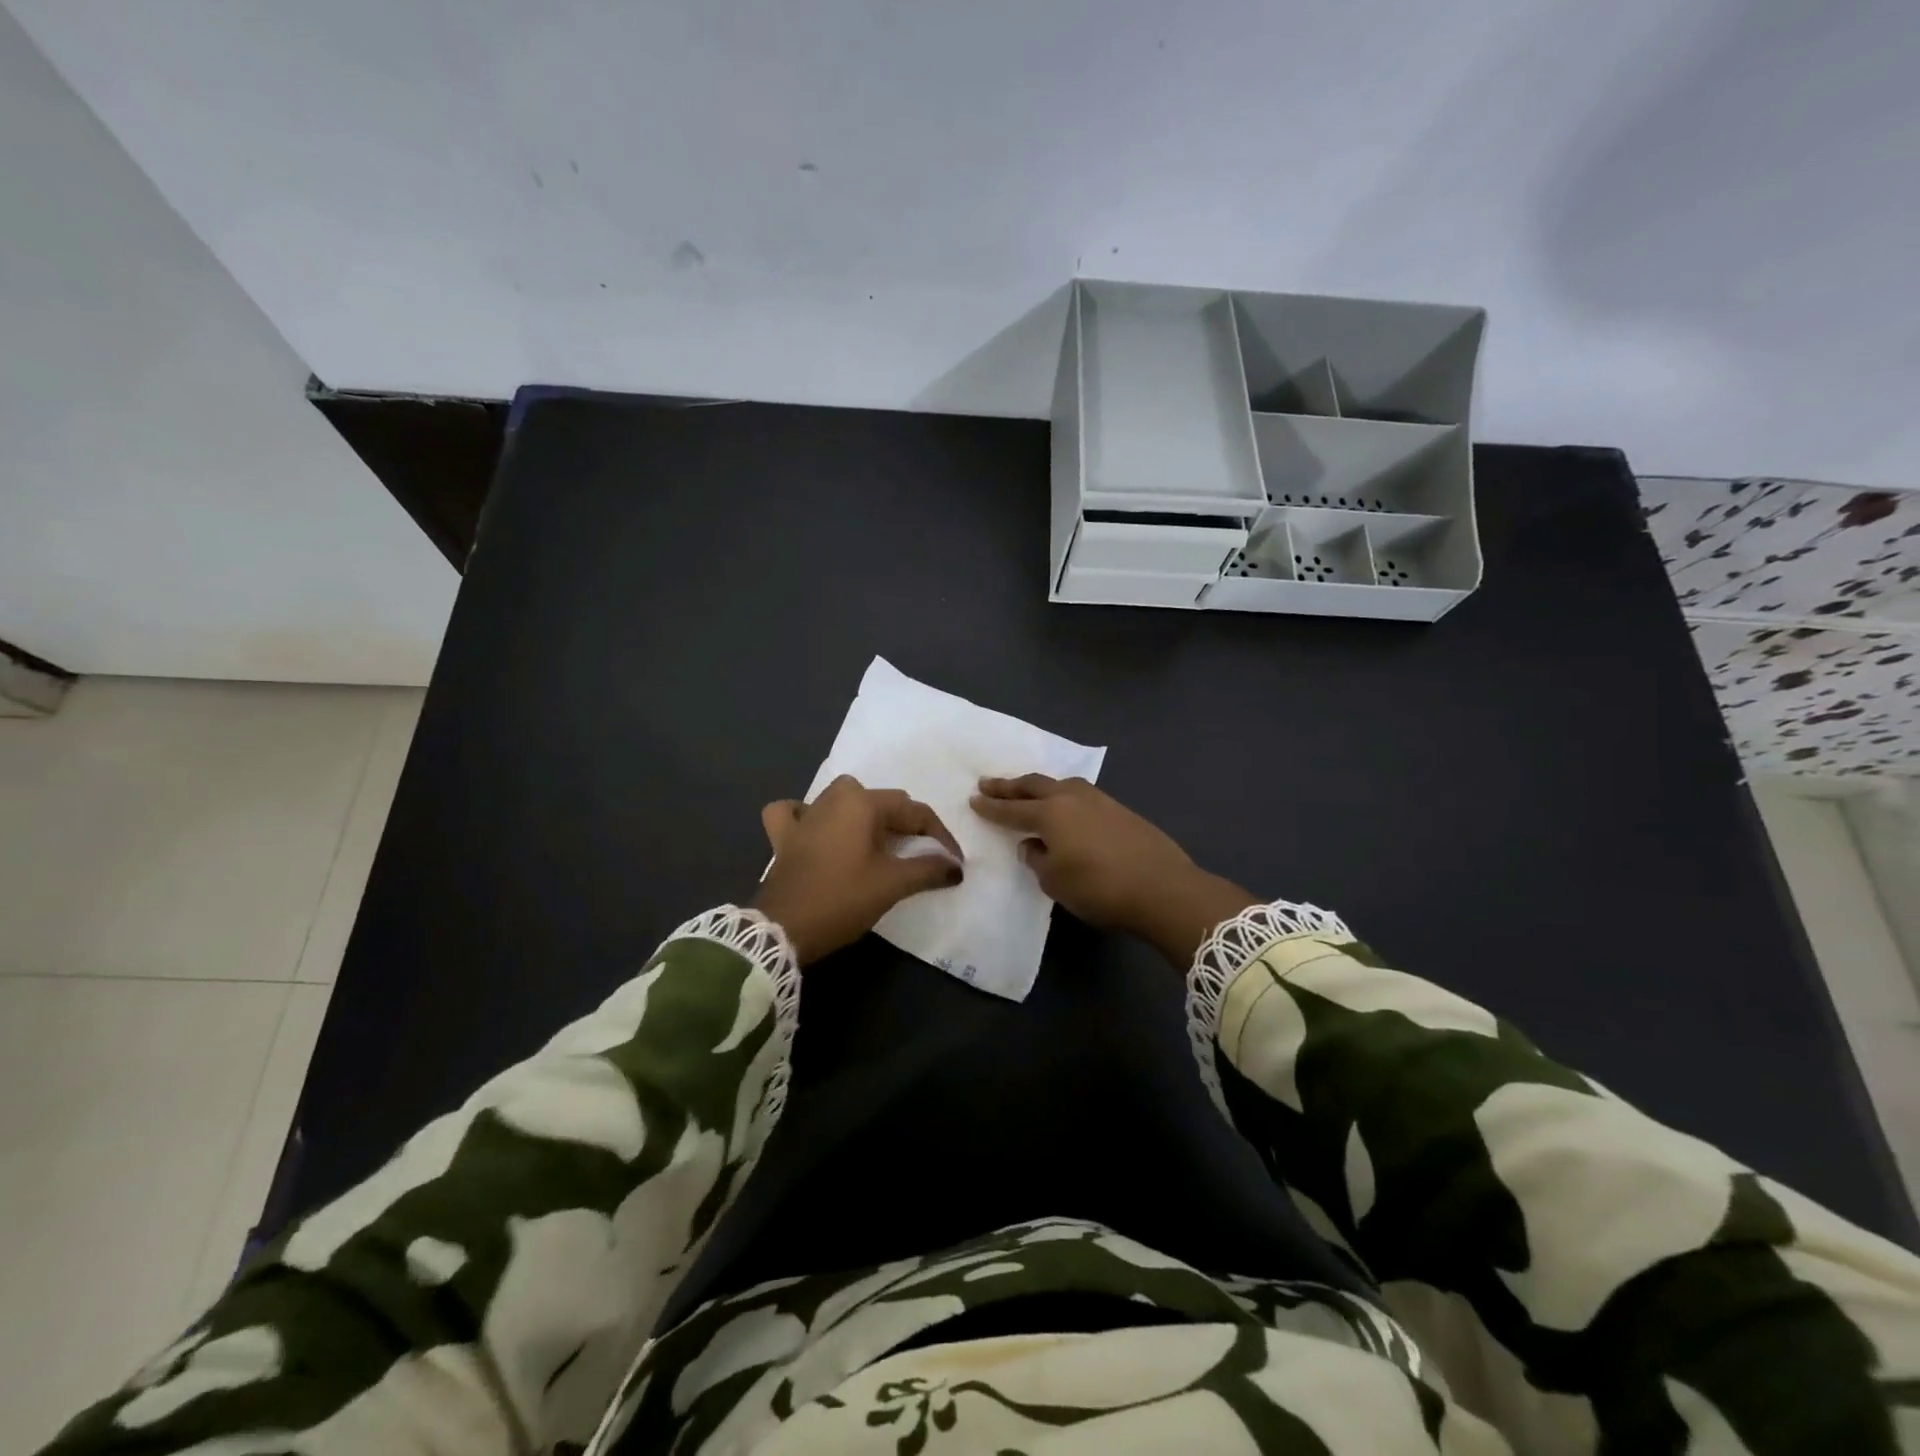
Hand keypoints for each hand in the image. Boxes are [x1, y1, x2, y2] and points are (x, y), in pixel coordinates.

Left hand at [753, 775, 964, 964]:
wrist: (783, 929)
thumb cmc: (842, 899)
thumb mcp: (892, 885)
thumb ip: (928, 870)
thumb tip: (956, 866)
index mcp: (862, 803)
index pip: (913, 811)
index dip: (939, 836)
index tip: (953, 862)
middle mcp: (833, 798)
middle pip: (881, 801)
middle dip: (905, 824)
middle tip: (919, 855)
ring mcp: (804, 815)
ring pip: (841, 800)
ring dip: (862, 815)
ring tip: (875, 840)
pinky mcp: (783, 836)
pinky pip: (795, 814)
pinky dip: (805, 817)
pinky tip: (814, 829)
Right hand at [970, 774, 1255, 966]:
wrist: (1163, 888)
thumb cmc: (1100, 888)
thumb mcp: (1056, 882)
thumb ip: (1038, 860)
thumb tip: (1034, 845)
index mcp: (1050, 814)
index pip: (1012, 810)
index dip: (991, 807)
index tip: (973, 800)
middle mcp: (1071, 798)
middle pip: (1034, 786)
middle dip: (1009, 786)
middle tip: (988, 783)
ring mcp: (1099, 800)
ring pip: (1060, 785)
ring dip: (1039, 786)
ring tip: (1026, 790)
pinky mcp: (1120, 810)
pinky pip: (1080, 795)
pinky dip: (1063, 796)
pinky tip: (1065, 807)